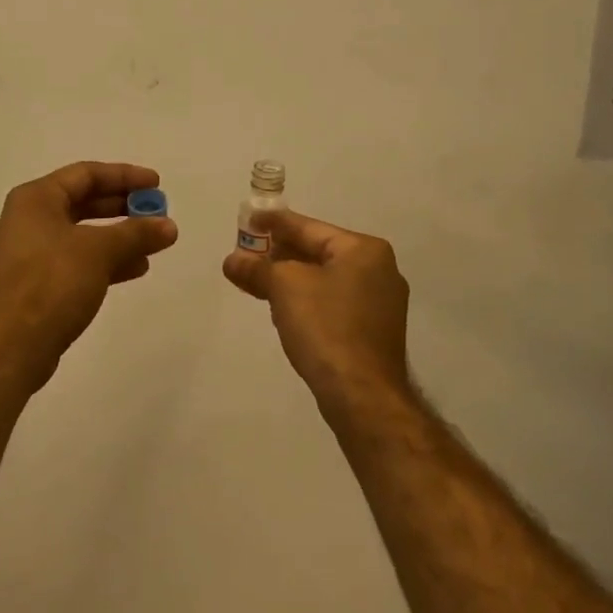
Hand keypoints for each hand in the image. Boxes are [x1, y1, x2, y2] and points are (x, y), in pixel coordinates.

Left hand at [0, 161, 179, 390]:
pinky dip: (104, 260)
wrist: (10, 348)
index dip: (124, 176)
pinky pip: (75, 261)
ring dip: (118, 237)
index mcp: (34, 199)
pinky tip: (134, 269)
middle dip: (122, 207)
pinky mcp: (33, 284)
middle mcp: (27, 220)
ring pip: (81, 234)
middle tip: (156, 212)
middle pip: (83, 202)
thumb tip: (168, 226)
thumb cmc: (51, 284)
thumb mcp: (99, 251)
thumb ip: (136, 234)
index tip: (156, 184)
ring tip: (154, 244)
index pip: (85, 174)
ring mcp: (28, 254)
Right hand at [223, 209, 411, 413]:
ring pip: (324, 279)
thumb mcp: (284, 287)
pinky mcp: (372, 331)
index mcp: (364, 250)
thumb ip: (257, 268)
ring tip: (255, 279)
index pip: (310, 227)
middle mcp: (379, 270)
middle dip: (279, 254)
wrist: (362, 394)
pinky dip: (306, 299)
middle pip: (318, 252)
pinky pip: (332, 302)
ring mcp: (379, 303)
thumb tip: (232, 260)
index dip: (275, 223)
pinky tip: (282, 306)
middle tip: (246, 252)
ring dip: (289, 278)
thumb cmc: (326, 327)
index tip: (248, 218)